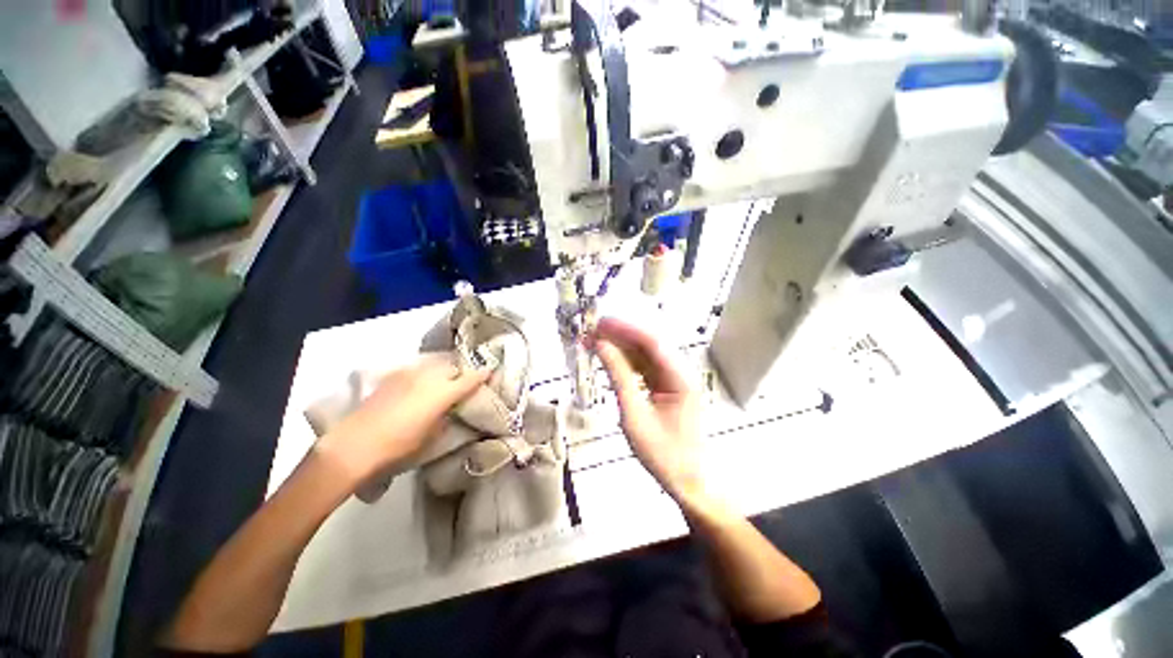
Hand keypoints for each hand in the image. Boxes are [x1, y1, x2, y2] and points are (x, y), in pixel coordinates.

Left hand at [315, 354, 488, 488]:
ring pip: (434, 365)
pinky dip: (424, 375)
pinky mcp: (392, 376)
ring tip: (442, 383)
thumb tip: (450, 409)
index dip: (483, 375)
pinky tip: (419, 386)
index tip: (490, 372)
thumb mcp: (432, 436)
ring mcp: (409, 373)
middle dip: (460, 373)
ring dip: (442, 372)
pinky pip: (417, 370)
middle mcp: (429, 376)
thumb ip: (446, 417)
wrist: (354, 445)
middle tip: (462, 384)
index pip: (471, 378)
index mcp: (444, 392)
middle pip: (453, 367)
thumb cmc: (399, 446)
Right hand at [591, 318, 707, 507]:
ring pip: (645, 354)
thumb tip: (601, 345)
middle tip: (592, 330)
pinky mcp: (666, 386)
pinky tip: (608, 358)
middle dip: (620, 335)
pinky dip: (626, 362)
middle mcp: (680, 371)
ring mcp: (674, 378)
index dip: (625, 328)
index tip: (600, 322)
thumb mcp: (634, 415)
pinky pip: (644, 367)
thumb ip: (618, 377)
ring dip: (621, 347)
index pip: (652, 342)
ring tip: (594, 341)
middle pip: (649, 344)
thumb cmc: (663, 453)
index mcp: (681, 376)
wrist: (686, 481)